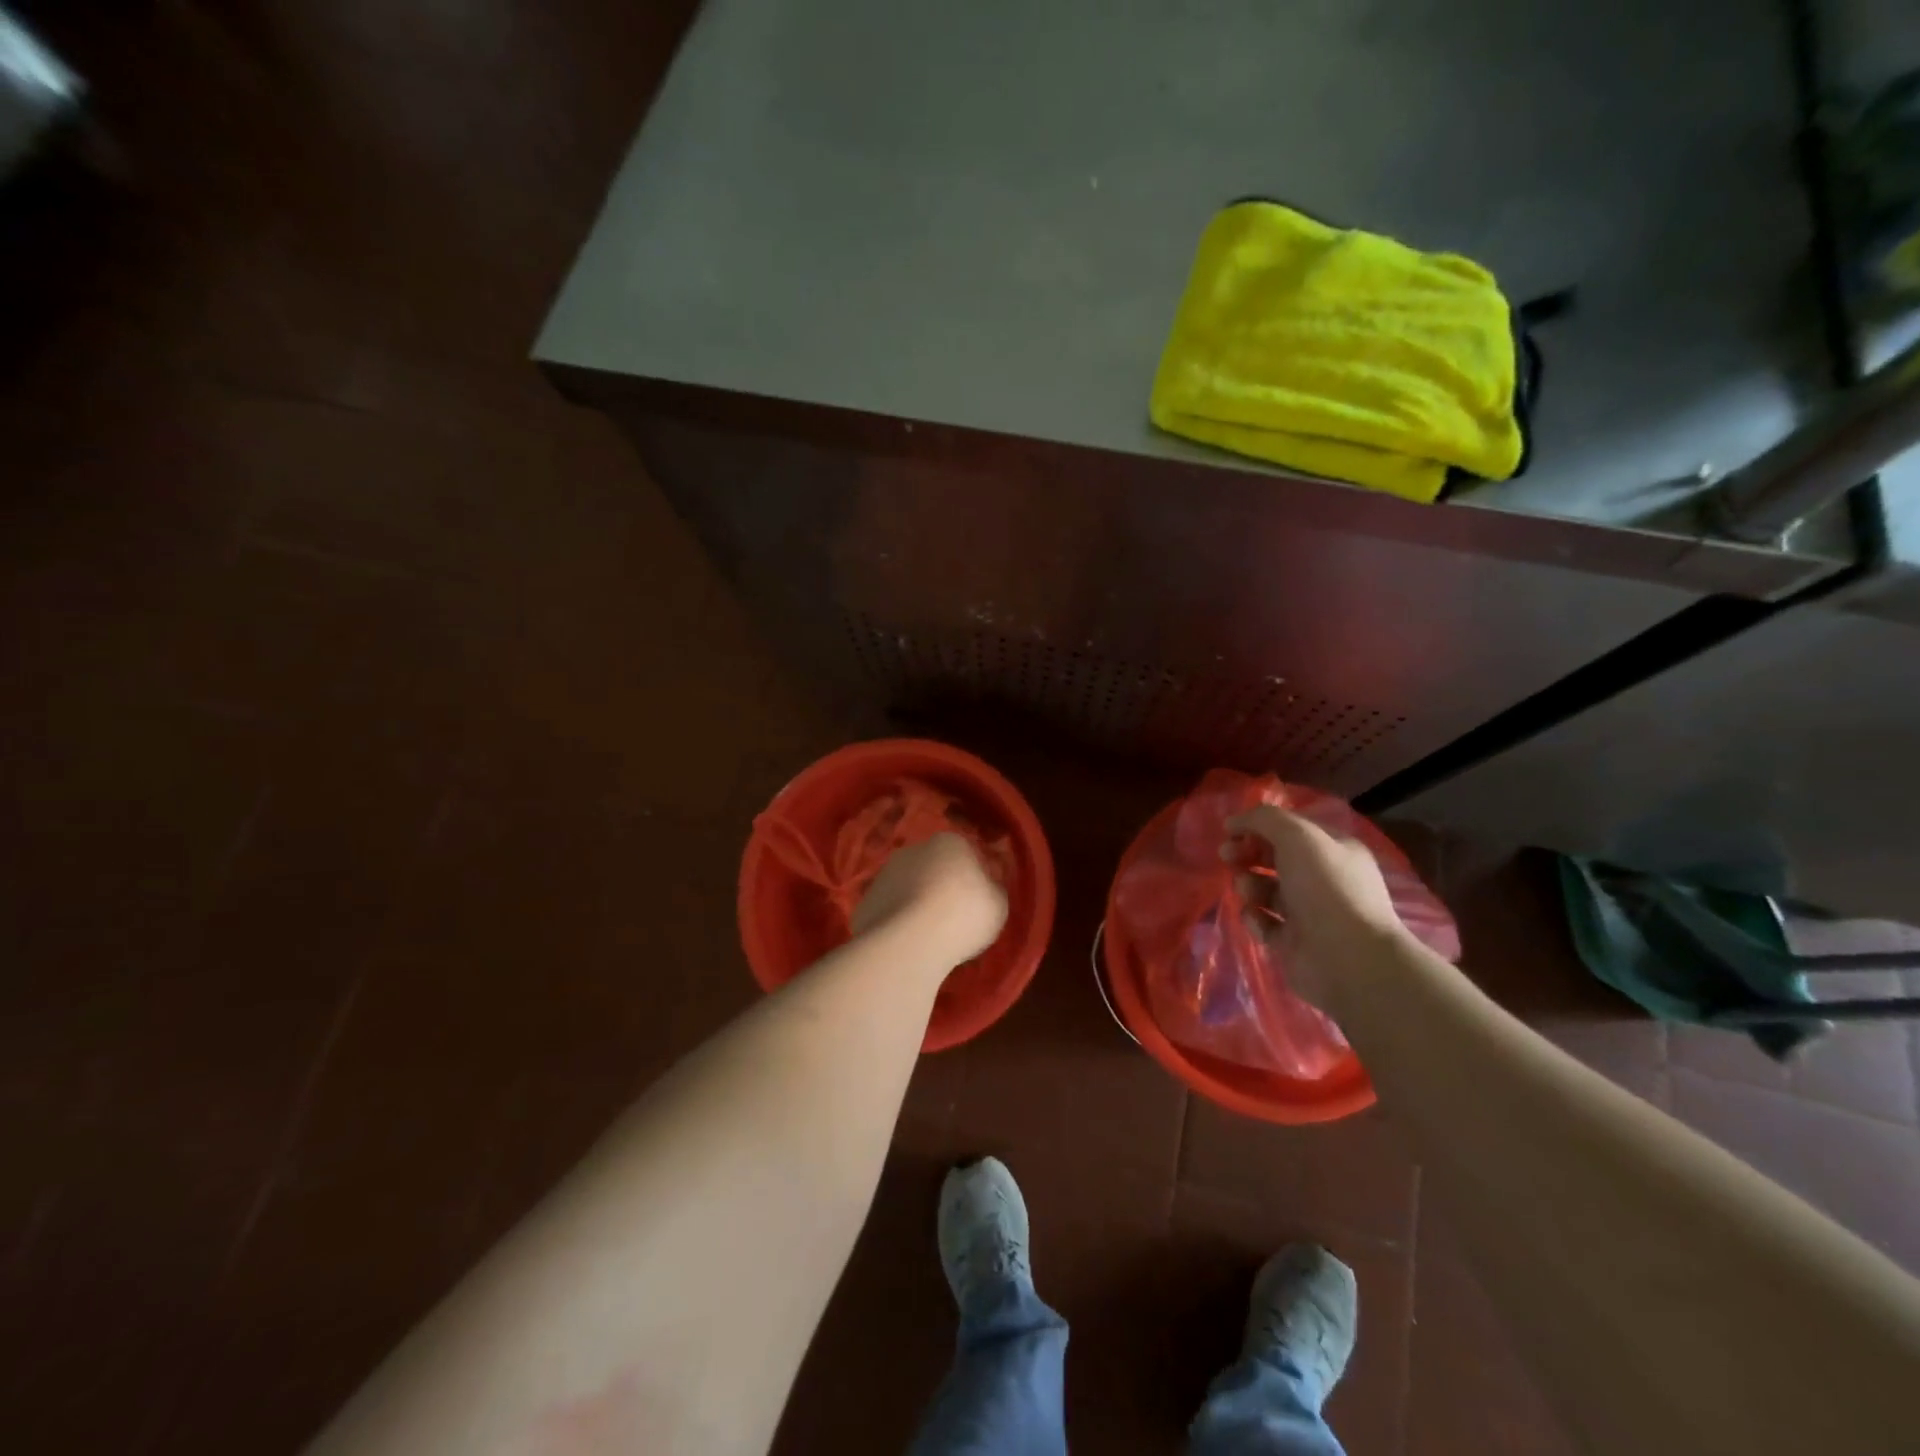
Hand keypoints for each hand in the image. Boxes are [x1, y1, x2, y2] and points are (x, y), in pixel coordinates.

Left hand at [852, 832, 1008, 967]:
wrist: (910, 942)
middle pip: (932, 868)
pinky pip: (888, 911)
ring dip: (915, 904)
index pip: (965, 854)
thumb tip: (986, 886)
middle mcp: (913, 850)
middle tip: (951, 919)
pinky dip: (895, 923)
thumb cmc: (964, 915)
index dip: (972, 878)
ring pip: (907, 888)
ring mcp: (884, 875)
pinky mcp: (865, 902)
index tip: (977, 902)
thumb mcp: (998, 904)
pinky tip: (905, 944)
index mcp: (949, 843)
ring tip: (927, 936)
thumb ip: (992, 889)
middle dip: (939, 887)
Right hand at [1222, 805, 1409, 1010]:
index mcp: (1334, 850)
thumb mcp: (1298, 837)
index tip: (1230, 830)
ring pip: (1266, 890)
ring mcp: (1309, 913)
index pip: (1291, 830)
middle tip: (1226, 855)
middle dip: (1247, 853)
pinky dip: (1254, 918)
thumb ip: (1264, 819)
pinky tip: (1255, 917)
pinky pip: (1264, 923)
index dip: (1259, 826)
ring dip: (1249, 885)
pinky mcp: (1293, 943)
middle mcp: (1323, 880)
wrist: (1347, 958)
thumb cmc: (1326, 888)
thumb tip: (1234, 822)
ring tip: (1247, 891)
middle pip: (1275, 858)